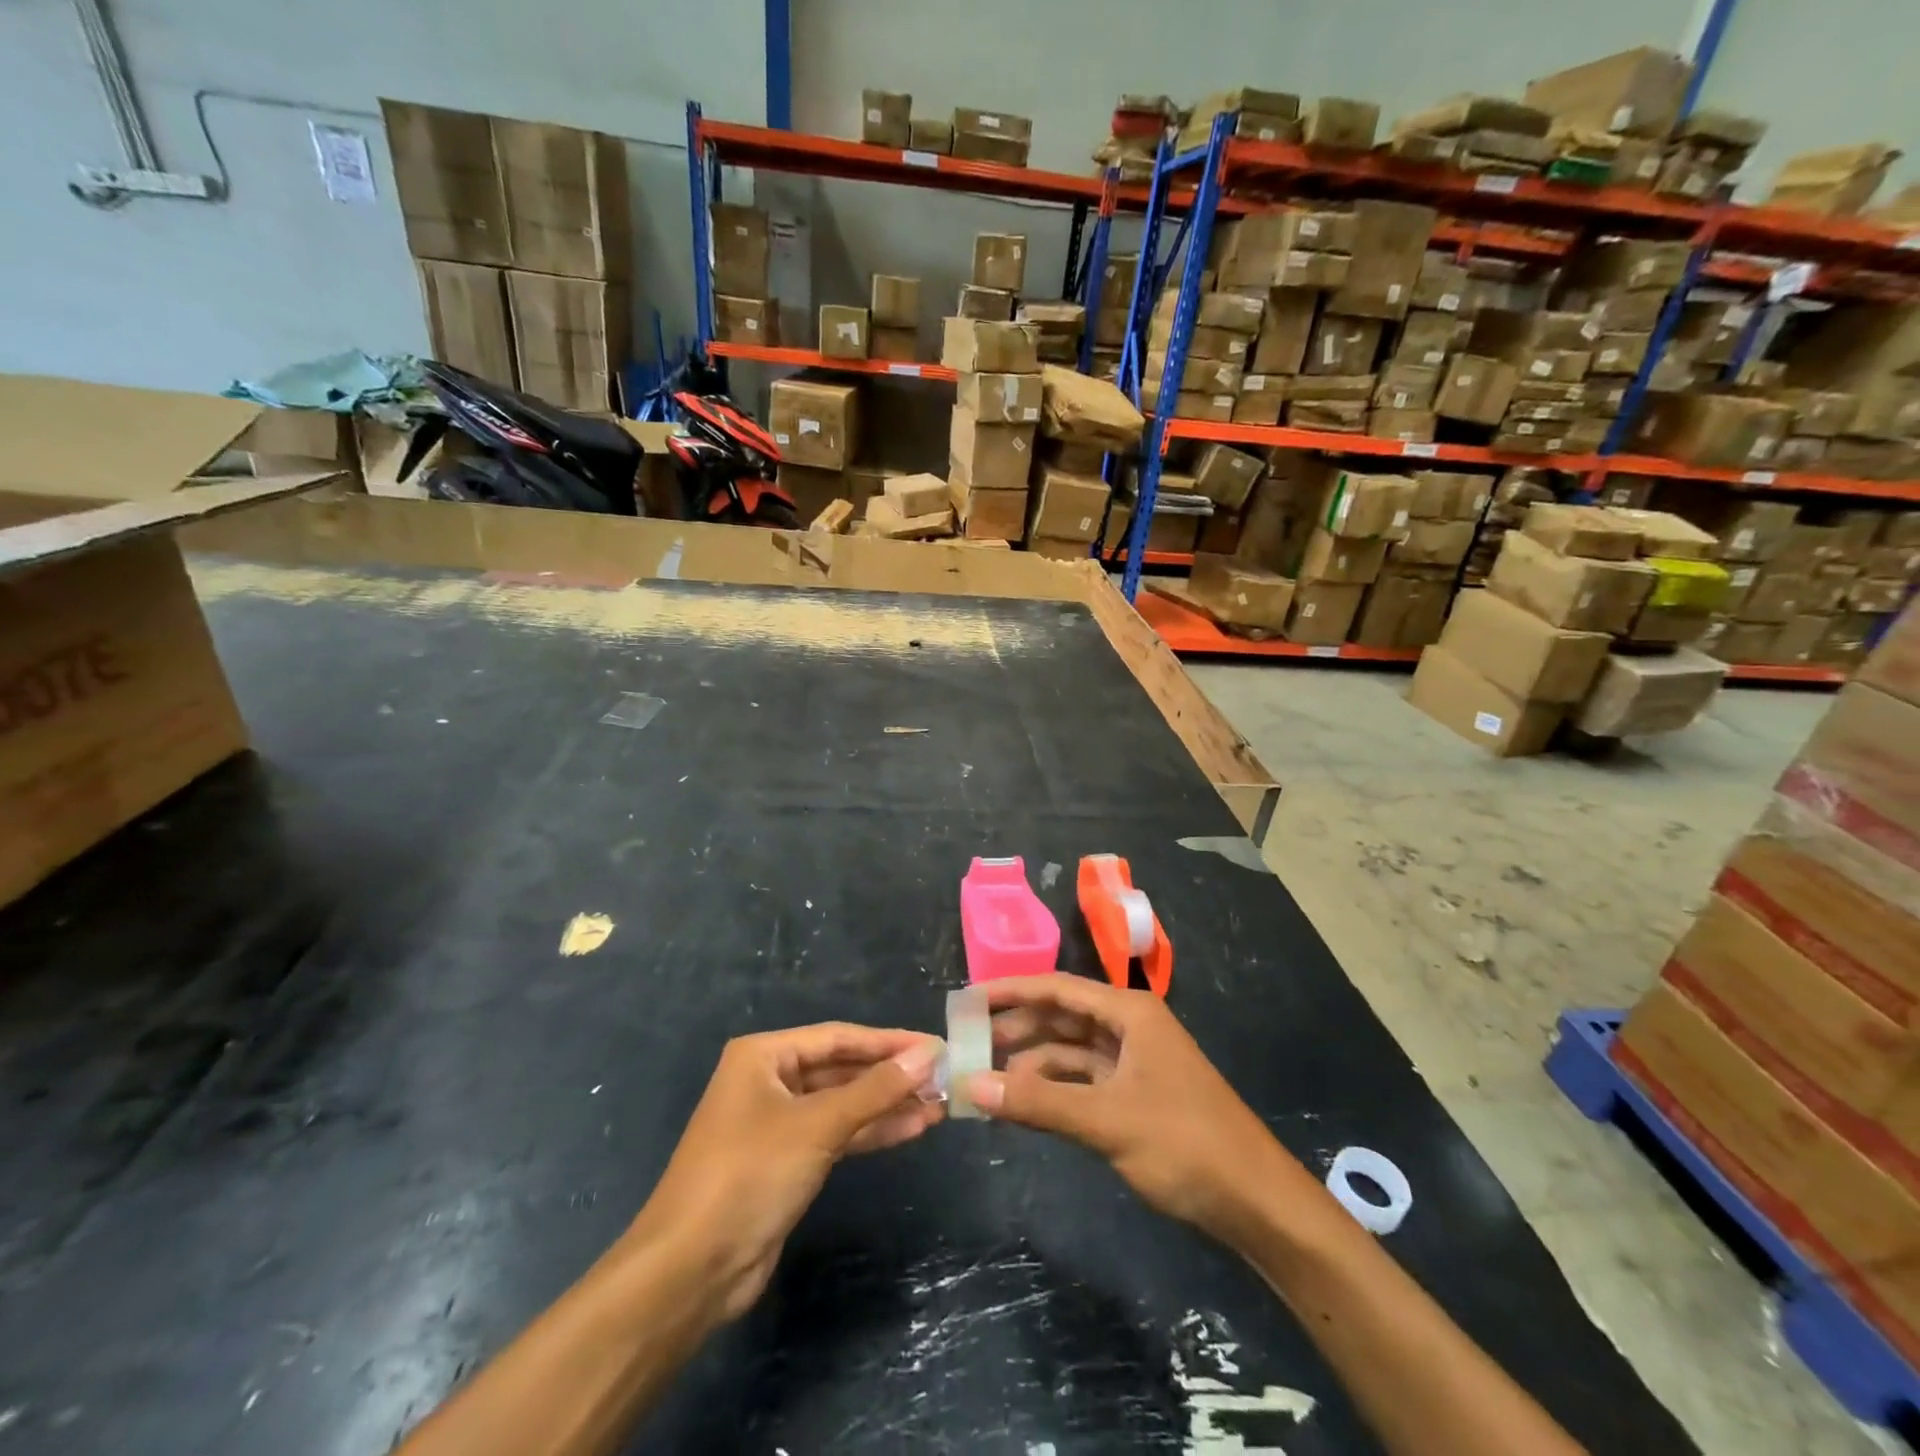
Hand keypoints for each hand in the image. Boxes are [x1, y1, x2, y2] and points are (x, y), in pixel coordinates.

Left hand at [627, 1024, 942, 1321]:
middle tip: (942, 1078)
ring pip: (843, 1104)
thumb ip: (875, 1089)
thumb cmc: (750, 1174)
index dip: (888, 1042)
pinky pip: (837, 1135)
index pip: (838, 1038)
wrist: (691, 1269)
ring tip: (937, 1106)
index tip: (934, 1046)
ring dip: (887, 1105)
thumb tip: (927, 1055)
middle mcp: (770, 1080)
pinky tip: (911, 1129)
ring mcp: (778, 1123)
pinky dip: (871, 1132)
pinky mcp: (787, 1161)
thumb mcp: (817, 1125)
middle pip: (842, 1069)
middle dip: (890, 1076)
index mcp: (764, 1055)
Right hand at [968, 975, 1293, 1244]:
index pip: (1057, 989)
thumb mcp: (1106, 1120)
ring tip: (986, 1078)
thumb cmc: (1185, 1144)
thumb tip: (971, 1084)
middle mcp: (1130, 1027)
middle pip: (1062, 1018)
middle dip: (1018, 1029)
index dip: (1011, 991)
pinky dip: (1054, 1089)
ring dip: (1032, 1064)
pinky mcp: (1137, 1095)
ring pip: (1071, 1052)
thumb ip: (1038, 1102)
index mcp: (1129, 1012)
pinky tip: (1024, 1102)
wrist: (1257, 1203)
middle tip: (968, 1044)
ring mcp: (1135, 1062)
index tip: (967, 1000)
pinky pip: (1084, 1081)